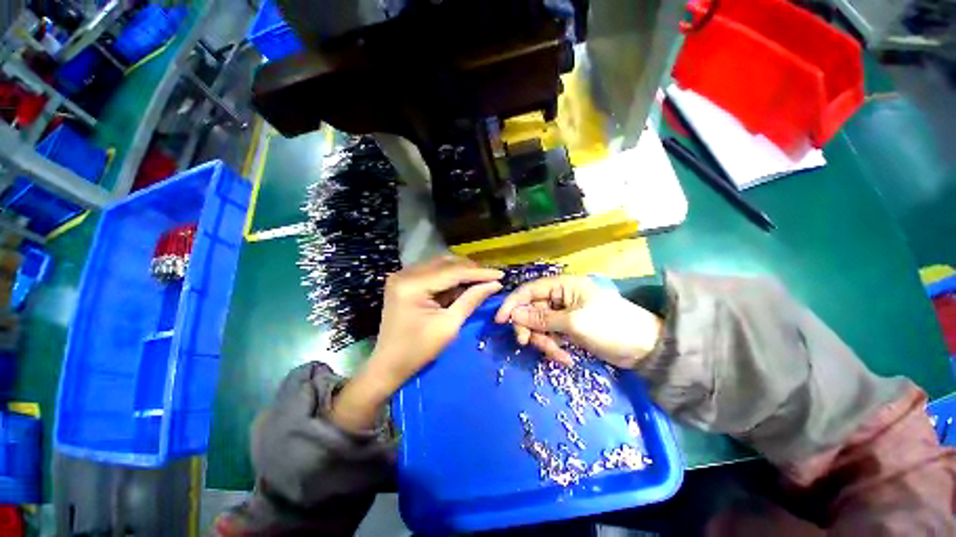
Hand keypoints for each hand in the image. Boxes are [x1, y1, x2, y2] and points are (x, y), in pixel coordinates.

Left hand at [332, 256, 502, 431]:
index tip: (501, 274)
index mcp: (412, 285)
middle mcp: (405, 273)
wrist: (388, 365)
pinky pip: (433, 272)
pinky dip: (449, 277)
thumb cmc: (419, 351)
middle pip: (446, 263)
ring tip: (481, 281)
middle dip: (471, 270)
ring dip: (461, 272)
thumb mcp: (449, 326)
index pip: (453, 272)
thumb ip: (471, 300)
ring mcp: (402, 275)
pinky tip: (463, 284)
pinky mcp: (404, 280)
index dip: (479, 273)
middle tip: (491, 278)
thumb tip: (494, 284)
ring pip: (440, 265)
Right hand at [495, 276, 661, 367]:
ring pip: (540, 326)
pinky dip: (554, 348)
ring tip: (558, 355)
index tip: (500, 321)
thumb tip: (513, 314)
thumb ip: (542, 318)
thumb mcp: (573, 323)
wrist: (645, 348)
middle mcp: (560, 297)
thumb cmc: (611, 327)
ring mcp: (564, 314)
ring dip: (544, 342)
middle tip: (527, 344)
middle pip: (532, 310)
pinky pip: (551, 336)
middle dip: (530, 328)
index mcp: (563, 286)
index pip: (529, 290)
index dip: (513, 304)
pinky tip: (565, 359)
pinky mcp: (568, 329)